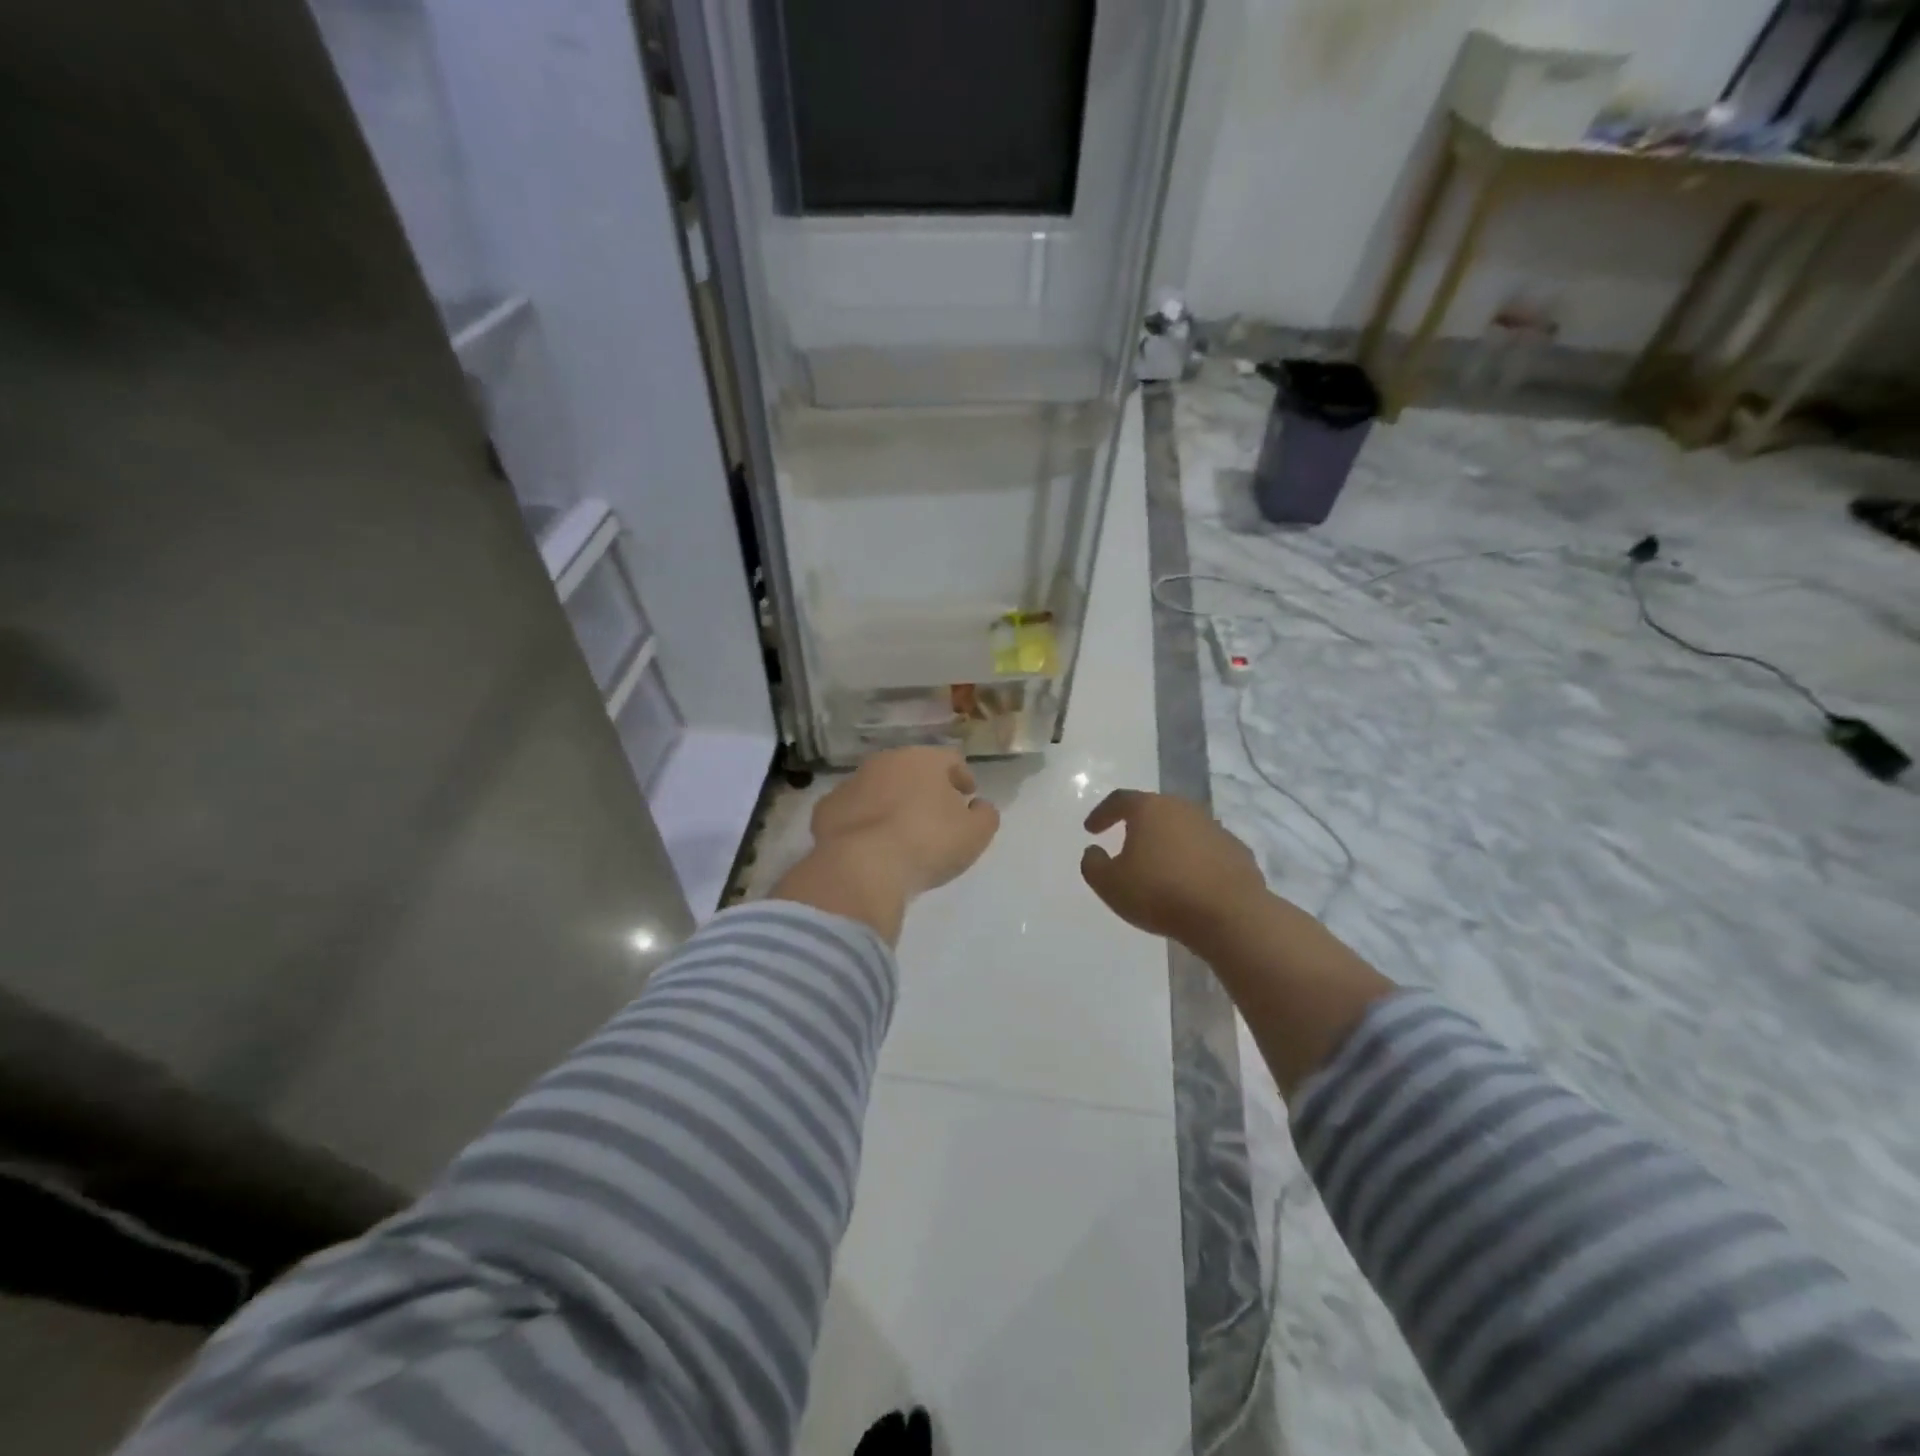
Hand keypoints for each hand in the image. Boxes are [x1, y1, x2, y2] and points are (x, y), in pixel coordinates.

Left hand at [811, 747, 999, 895]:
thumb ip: (985, 815)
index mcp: (924, 759)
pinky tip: (869, 844)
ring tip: (900, 832)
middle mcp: (885, 761)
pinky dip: (862, 821)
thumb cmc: (928, 843)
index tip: (968, 796)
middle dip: (924, 787)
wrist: (862, 866)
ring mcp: (851, 783)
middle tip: (935, 813)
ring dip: (890, 802)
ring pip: (878, 787)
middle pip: (912, 769)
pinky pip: (852, 811)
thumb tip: (979, 806)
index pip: (951, 758)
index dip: (962, 776)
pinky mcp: (826, 809)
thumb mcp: (975, 834)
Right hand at [1080, 790, 1270, 947]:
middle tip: (1125, 842)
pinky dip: (1193, 859)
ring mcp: (1214, 828)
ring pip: (1182, 828)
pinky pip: (1206, 850)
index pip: (1120, 800)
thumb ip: (1093, 864)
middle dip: (1138, 825)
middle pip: (1155, 810)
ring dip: (1168, 842)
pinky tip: (1188, 881)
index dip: (1102, 813)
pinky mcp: (1237, 851)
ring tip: (1158, 866)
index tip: (1091, 830)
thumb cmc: (1160, 893)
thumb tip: (1094, 851)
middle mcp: (1183, 809)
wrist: (1229, 915)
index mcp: (1150, 809)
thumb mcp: (1109, 884)